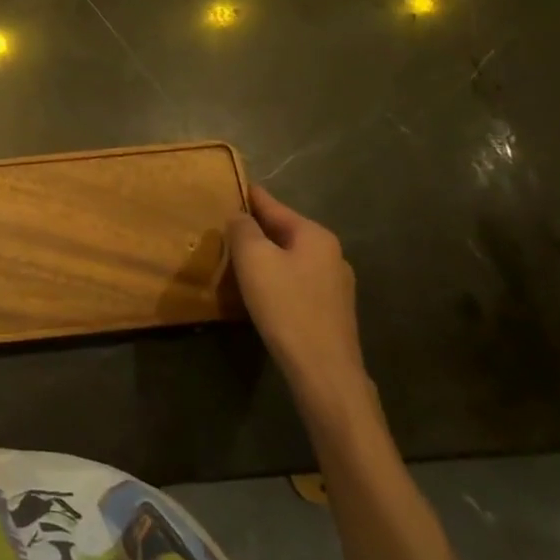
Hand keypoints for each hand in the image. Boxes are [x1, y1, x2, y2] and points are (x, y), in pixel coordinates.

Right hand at [227, 184, 374, 420]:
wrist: (324, 372)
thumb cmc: (286, 307)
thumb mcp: (253, 259)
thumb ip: (243, 229)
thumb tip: (240, 217)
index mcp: (315, 235)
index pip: (273, 205)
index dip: (249, 196)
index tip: (230, 186)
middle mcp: (331, 254)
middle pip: (283, 231)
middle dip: (255, 228)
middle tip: (224, 227)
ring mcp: (335, 285)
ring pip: (290, 257)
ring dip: (266, 255)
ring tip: (238, 259)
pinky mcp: (331, 311)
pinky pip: (296, 281)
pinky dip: (276, 277)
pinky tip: (261, 290)